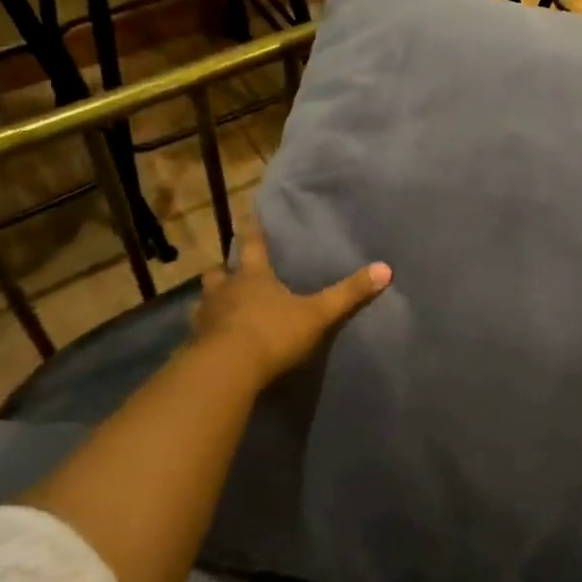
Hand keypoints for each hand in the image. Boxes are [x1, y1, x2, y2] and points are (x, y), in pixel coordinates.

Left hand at [190, 219, 390, 386]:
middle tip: (230, 272)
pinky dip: (205, 333)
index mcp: (253, 277)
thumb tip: (385, 269)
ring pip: (204, 301)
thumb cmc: (272, 333)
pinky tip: (211, 342)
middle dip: (225, 271)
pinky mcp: (196, 346)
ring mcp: (206, 318)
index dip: (252, 229)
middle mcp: (225, 291)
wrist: (227, 370)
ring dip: (211, 301)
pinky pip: (199, 333)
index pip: (252, 244)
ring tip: (219, 307)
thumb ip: (348, 294)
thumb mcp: (317, 314)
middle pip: (219, 272)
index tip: (246, 211)